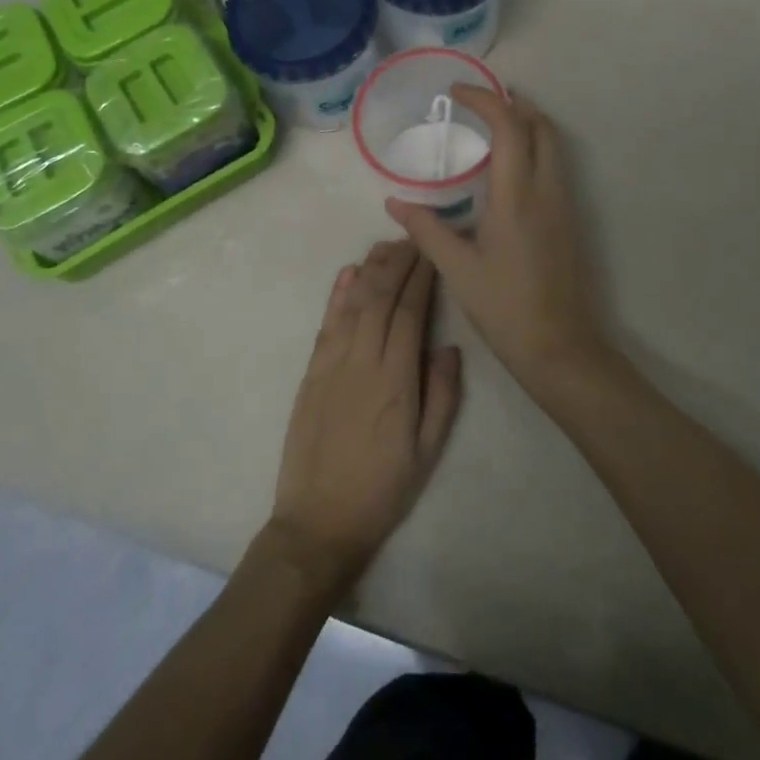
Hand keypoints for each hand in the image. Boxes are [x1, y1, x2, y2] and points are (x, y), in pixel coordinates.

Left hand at [268, 242, 462, 594]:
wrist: (318, 521)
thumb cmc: (382, 490)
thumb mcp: (428, 452)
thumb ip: (442, 396)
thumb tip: (449, 346)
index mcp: (396, 381)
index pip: (410, 313)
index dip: (421, 278)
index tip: (432, 252)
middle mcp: (362, 363)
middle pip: (380, 298)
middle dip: (398, 263)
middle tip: (414, 238)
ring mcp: (331, 365)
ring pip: (353, 304)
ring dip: (370, 270)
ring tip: (388, 245)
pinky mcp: (310, 373)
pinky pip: (326, 324)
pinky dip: (337, 295)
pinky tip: (348, 273)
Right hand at [386, 87, 615, 400]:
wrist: (560, 347)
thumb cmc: (505, 308)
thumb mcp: (457, 269)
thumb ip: (426, 230)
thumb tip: (395, 202)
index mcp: (516, 197)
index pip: (509, 127)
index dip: (485, 99)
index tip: (457, 91)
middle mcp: (547, 191)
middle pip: (541, 126)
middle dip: (513, 103)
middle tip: (479, 101)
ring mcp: (564, 205)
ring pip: (553, 145)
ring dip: (527, 123)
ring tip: (492, 126)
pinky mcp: (569, 220)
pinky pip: (555, 166)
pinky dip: (534, 147)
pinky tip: (508, 169)